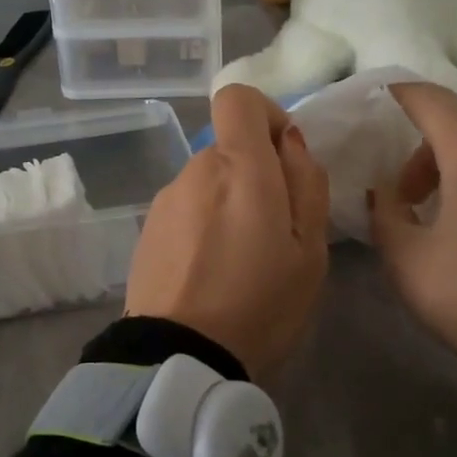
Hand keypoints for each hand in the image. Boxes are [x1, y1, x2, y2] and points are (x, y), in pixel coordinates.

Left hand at [126, 85, 330, 379]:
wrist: (180, 358)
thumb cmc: (260, 304)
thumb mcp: (310, 250)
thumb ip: (306, 182)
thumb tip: (290, 142)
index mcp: (239, 167)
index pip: (237, 99)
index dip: (265, 114)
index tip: (284, 157)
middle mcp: (194, 171)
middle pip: (228, 148)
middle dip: (255, 175)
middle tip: (274, 233)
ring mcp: (165, 201)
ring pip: (207, 182)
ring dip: (228, 204)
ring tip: (241, 262)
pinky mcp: (146, 230)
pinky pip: (186, 210)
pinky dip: (203, 226)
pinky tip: (210, 274)